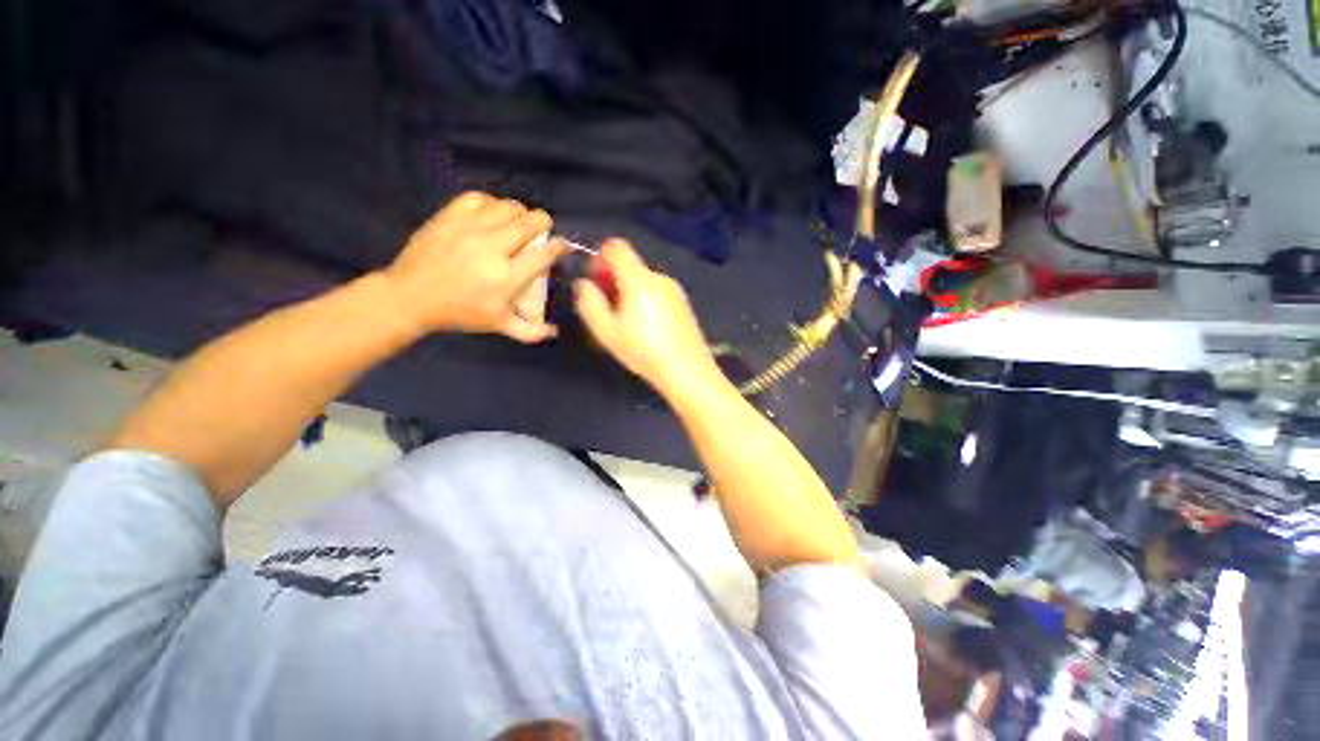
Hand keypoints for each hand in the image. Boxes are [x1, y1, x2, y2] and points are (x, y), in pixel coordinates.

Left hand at [382, 192, 566, 342]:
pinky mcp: (449, 217)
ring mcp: (469, 229)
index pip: (544, 254)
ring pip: (507, 207)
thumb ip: (531, 332)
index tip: (563, 245)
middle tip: (542, 228)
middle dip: (543, 222)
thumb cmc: (461, 313)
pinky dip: (491, 203)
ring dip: (520, 212)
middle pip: (529, 223)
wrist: (411, 297)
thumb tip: (555, 331)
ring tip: (518, 221)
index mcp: (507, 278)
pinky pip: (478, 198)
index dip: (560, 247)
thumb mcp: (499, 326)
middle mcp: (492, 249)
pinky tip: (492, 214)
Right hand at [574, 240, 724, 398]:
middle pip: (630, 265)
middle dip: (614, 281)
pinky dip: (647, 300)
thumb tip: (584, 283)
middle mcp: (659, 277)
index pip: (616, 246)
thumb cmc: (643, 350)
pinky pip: (658, 292)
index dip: (600, 258)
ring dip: (630, 292)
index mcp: (638, 278)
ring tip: (629, 325)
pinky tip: (649, 328)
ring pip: (644, 280)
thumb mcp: (606, 331)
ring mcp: (674, 290)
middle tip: (609, 311)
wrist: (687, 370)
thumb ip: (589, 302)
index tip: (595, 282)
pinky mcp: (684, 303)